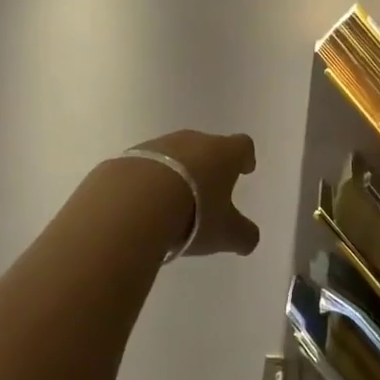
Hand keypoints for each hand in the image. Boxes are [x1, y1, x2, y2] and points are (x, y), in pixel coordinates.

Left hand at [123, 129, 261, 257]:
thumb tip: (250, 239)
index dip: (245, 158)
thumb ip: (243, 235)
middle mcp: (194, 141)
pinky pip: (146, 166)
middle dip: (209, 166)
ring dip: (177, 172)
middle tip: (208, 191)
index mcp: (223, 153)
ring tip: (173, 202)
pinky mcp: (130, 157)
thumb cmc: (193, 214)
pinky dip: (149, 181)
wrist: (134, 204)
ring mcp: (159, 145)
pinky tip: (144, 204)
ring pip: (175, 155)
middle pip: (207, 147)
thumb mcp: (226, 234)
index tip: (245, 169)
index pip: (242, 146)